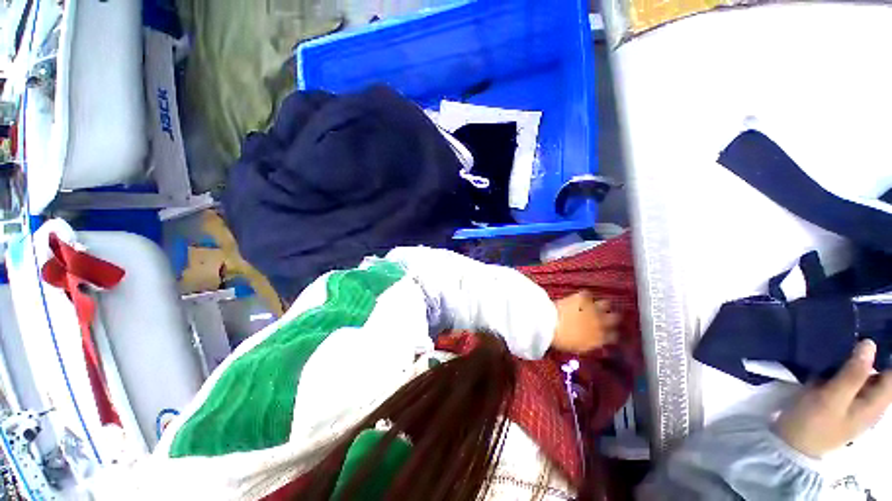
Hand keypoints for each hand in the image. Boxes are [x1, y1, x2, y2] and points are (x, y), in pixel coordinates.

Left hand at [551, 291, 620, 354]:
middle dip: (610, 317)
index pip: (613, 336)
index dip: (610, 333)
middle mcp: (600, 324)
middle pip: (614, 318)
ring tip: (593, 305)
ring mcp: (593, 309)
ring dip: (600, 304)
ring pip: (606, 304)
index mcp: (598, 339)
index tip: (606, 331)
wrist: (550, 324)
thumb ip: (588, 343)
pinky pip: (588, 294)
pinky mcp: (583, 298)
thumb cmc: (560, 339)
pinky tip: (580, 296)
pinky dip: (584, 295)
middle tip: (603, 315)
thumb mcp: (576, 347)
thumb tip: (589, 340)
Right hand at [776, 339, 891, 457]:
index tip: (877, 333)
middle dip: (870, 353)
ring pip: (861, 373)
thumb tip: (869, 343)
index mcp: (875, 403)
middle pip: (879, 372)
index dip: (889, 354)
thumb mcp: (832, 398)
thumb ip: (853, 373)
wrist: (789, 443)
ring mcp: (851, 400)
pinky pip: (845, 377)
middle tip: (854, 332)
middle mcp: (869, 400)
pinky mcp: (836, 397)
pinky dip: (840, 365)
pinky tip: (828, 356)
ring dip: (853, 358)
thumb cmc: (814, 422)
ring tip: (840, 339)